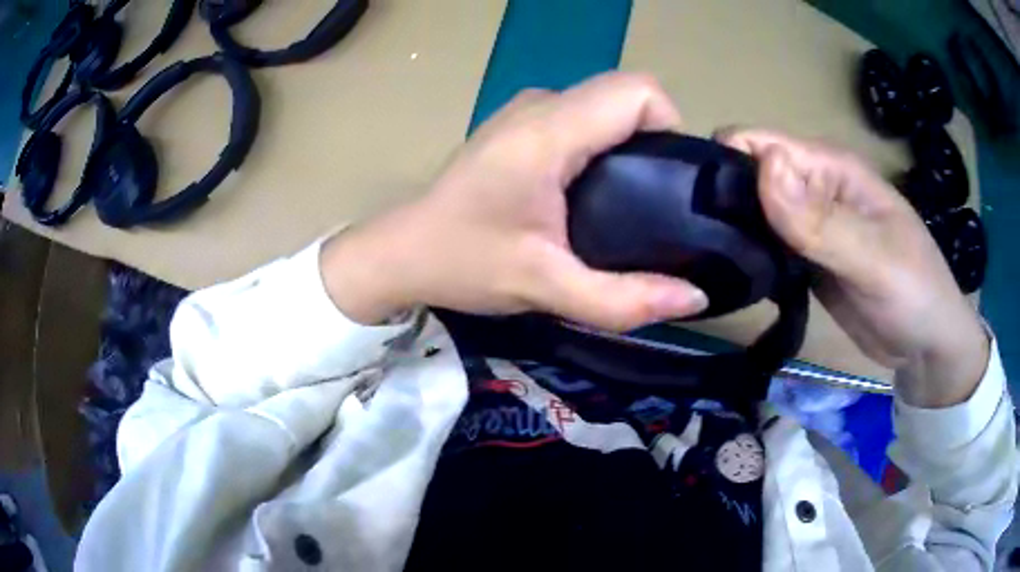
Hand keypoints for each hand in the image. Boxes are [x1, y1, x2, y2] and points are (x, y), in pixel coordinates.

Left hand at [321, 73, 707, 331]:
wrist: (401, 251)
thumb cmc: (463, 263)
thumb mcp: (546, 288)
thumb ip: (623, 300)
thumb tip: (696, 297)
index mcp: (548, 133)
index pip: (637, 92)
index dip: (670, 128)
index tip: (670, 182)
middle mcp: (541, 105)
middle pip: (626, 96)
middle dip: (656, 141)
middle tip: (655, 202)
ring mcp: (528, 109)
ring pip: (606, 105)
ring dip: (631, 145)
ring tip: (628, 203)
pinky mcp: (521, 123)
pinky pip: (584, 117)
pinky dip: (604, 145)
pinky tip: (594, 192)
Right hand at [718, 128, 988, 406]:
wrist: (926, 346)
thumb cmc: (913, 293)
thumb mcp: (874, 258)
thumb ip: (821, 220)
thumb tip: (762, 167)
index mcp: (830, 167)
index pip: (760, 144)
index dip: (725, 163)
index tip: (694, 206)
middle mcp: (814, 187)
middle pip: (750, 176)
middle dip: (722, 201)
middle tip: (695, 244)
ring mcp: (809, 226)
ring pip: (755, 213)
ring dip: (731, 231)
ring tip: (705, 262)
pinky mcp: (806, 259)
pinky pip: (767, 247)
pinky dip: (748, 257)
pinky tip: (733, 276)